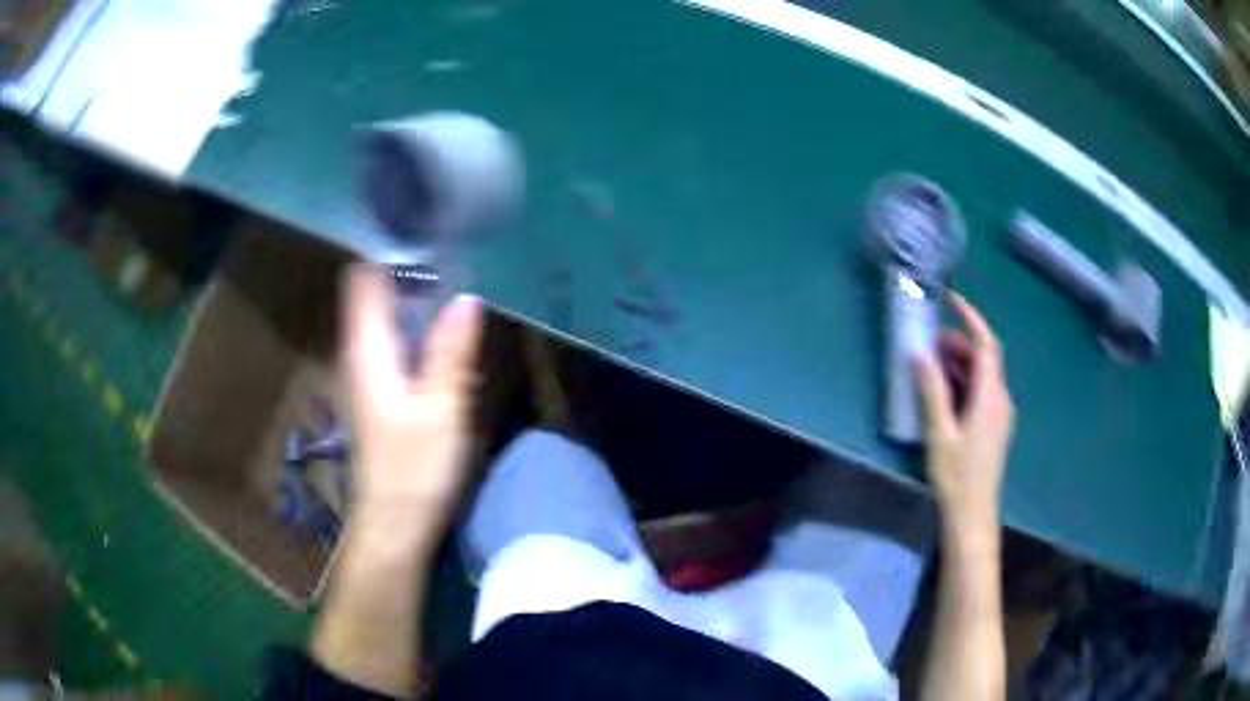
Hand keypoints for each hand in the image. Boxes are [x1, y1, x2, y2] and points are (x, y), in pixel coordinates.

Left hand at [343, 265, 482, 535]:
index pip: (363, 281)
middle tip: (456, 256)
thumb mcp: (440, 410)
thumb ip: (451, 353)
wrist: (393, 523)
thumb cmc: (412, 469)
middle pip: (376, 296)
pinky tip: (450, 338)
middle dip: (410, 272)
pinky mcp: (382, 394)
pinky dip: (419, 331)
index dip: (386, 251)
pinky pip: (397, 344)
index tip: (425, 231)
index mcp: (367, 350)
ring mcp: (368, 375)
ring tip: (459, 285)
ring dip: (417, 302)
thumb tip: (467, 298)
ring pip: (388, 320)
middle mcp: (360, 355)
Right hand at [915, 293, 1014, 541]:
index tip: (952, 302)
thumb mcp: (939, 434)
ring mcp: (1000, 415)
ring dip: (961, 364)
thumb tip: (919, 355)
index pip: (986, 345)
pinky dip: (965, 381)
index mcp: (990, 397)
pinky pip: (983, 392)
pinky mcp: (995, 428)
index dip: (971, 319)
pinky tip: (945, 393)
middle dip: (959, 343)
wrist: (973, 515)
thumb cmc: (956, 476)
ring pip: (984, 376)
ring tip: (932, 365)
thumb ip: (931, 392)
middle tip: (929, 341)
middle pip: (985, 359)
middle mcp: (1001, 400)